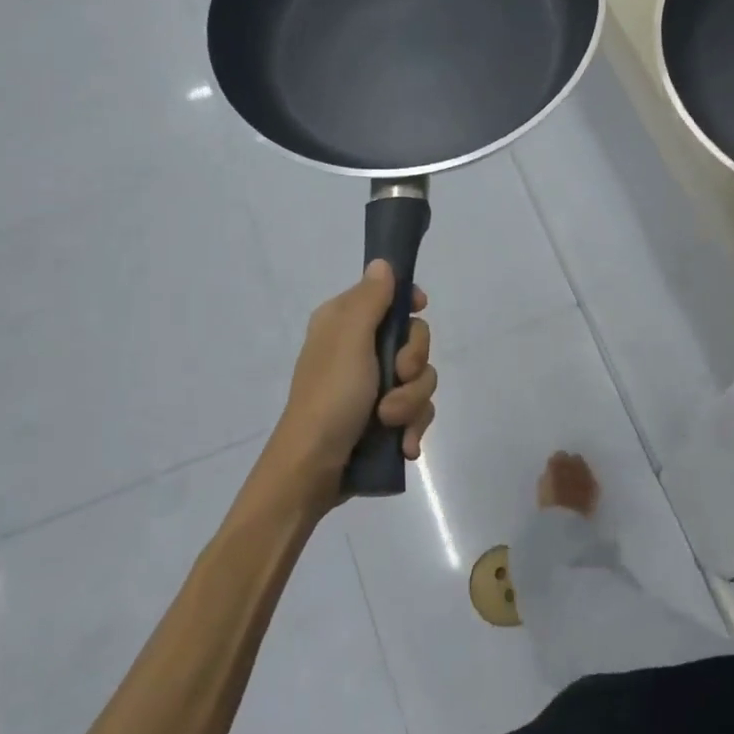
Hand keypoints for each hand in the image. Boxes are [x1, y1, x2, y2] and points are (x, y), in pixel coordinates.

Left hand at [268, 261, 436, 507]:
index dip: (409, 302)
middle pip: (414, 339)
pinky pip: (417, 411)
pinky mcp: (385, 419)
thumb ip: (370, 300)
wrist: (312, 471)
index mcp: (345, 324)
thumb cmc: (329, 398)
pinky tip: (404, 445)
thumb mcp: (349, 341)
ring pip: (421, 379)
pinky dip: (412, 427)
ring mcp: (374, 387)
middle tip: (397, 378)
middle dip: (413, 364)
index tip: (419, 309)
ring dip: (411, 403)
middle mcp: (360, 350)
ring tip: (390, 423)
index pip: (388, 296)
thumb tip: (383, 263)